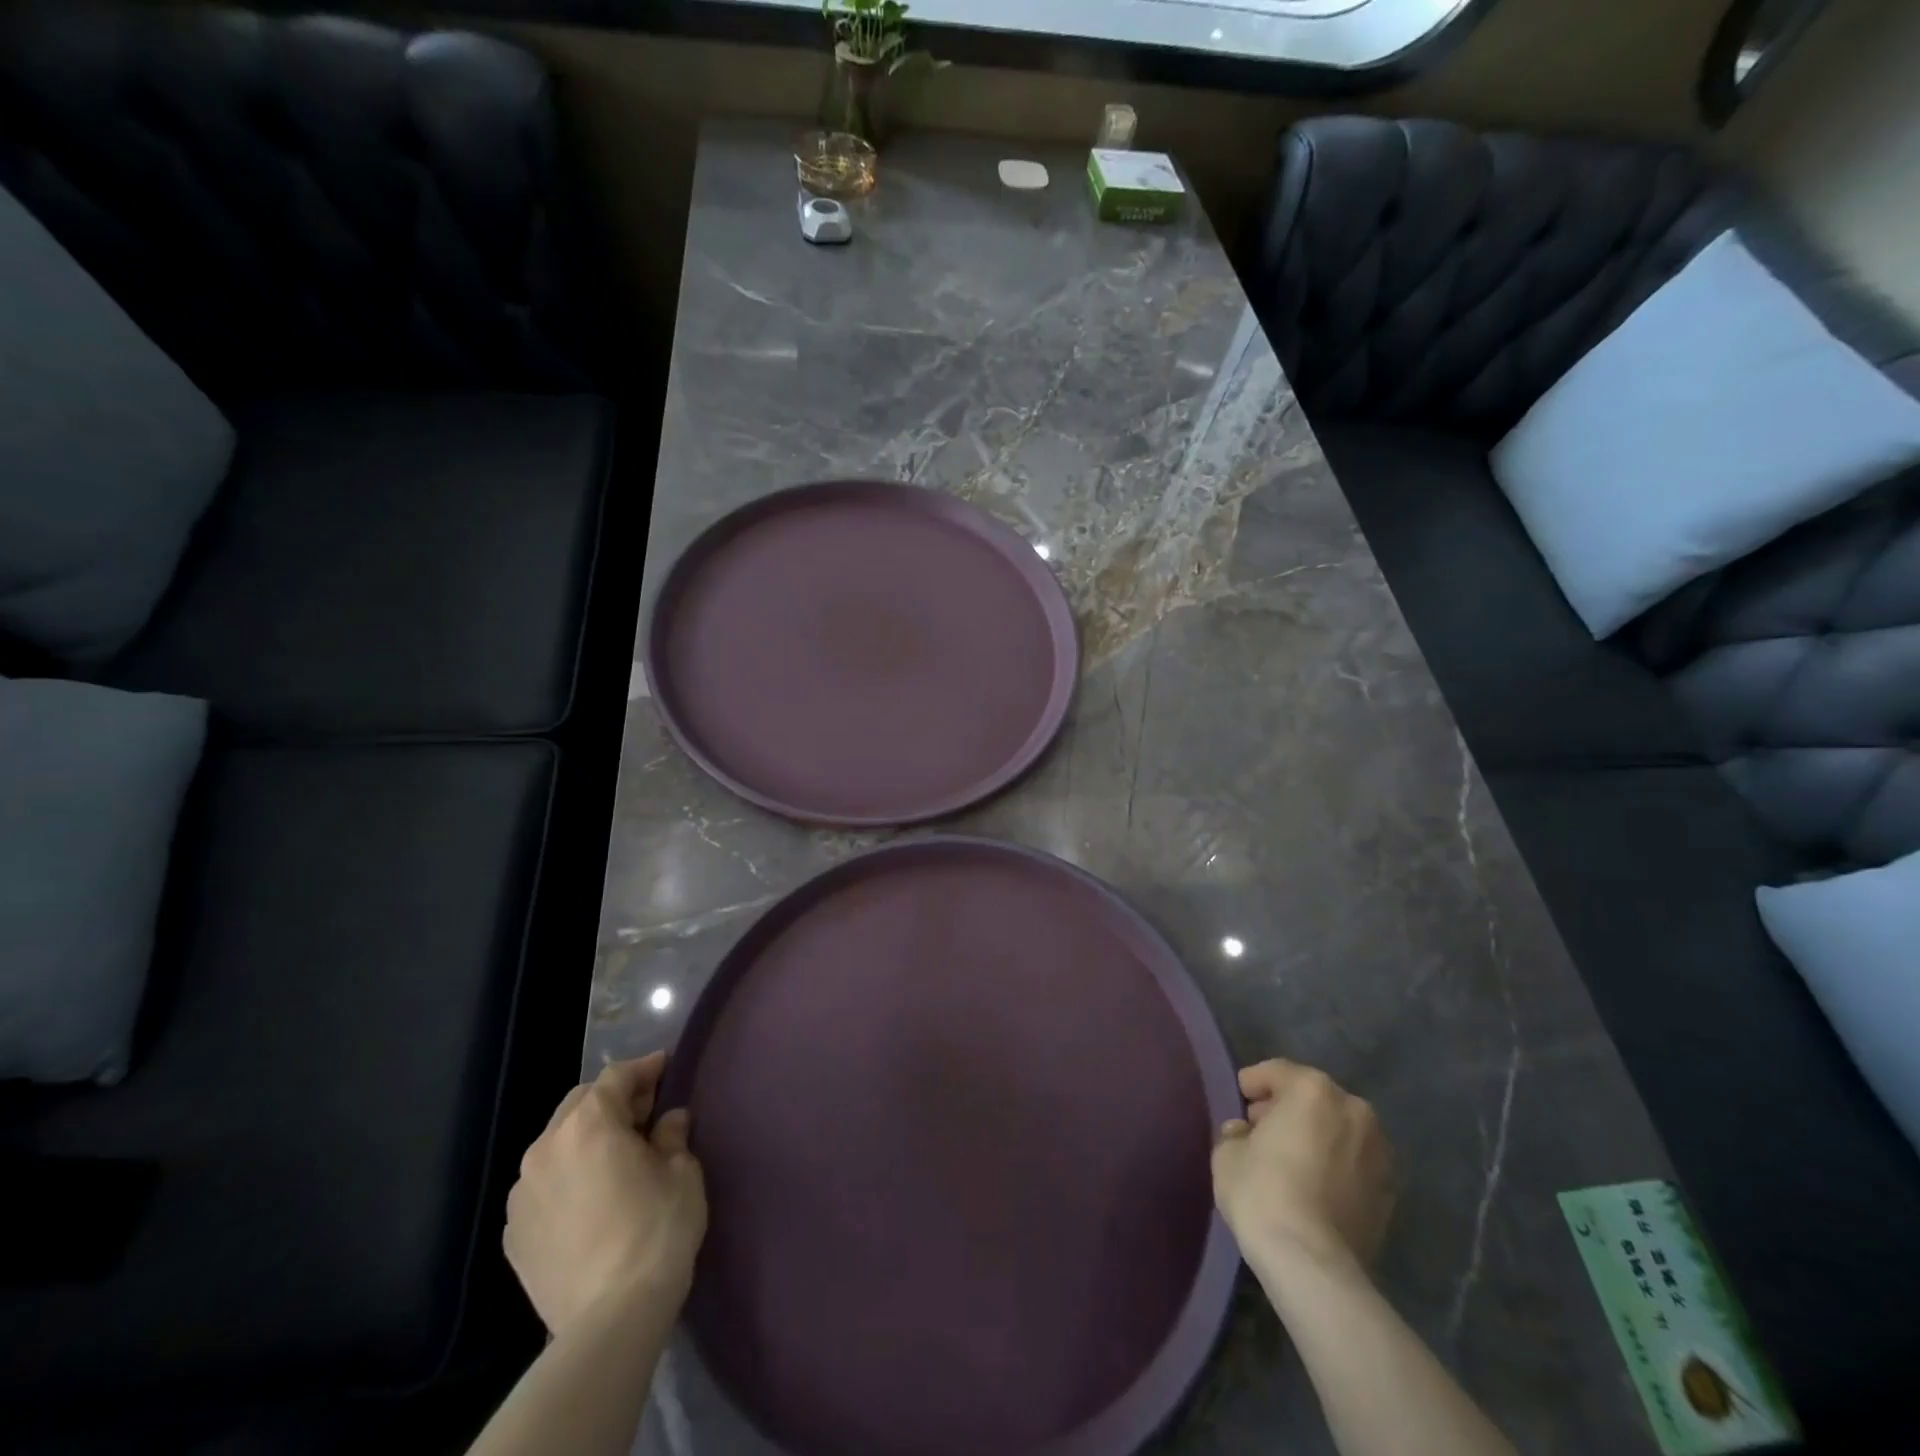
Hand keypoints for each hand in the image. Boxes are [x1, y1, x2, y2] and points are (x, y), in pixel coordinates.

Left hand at [505, 1052, 706, 1335]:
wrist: (610, 1320)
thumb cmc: (656, 1230)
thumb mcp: (682, 1172)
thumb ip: (671, 1135)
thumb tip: (668, 1120)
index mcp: (589, 1124)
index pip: (617, 1077)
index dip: (644, 1068)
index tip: (666, 1067)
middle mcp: (545, 1148)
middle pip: (580, 1103)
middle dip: (612, 1100)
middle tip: (645, 1113)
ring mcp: (521, 1194)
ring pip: (556, 1143)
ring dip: (585, 1138)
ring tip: (614, 1157)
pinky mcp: (513, 1234)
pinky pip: (542, 1185)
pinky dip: (566, 1177)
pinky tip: (590, 1198)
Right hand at [1211, 1059, 1393, 1278]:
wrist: (1314, 1265)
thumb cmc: (1263, 1193)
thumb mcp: (1227, 1153)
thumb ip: (1236, 1132)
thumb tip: (1245, 1133)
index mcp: (1313, 1089)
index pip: (1276, 1071)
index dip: (1252, 1084)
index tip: (1238, 1100)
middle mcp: (1354, 1109)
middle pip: (1312, 1097)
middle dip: (1286, 1108)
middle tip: (1261, 1131)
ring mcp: (1379, 1151)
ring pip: (1337, 1129)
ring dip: (1315, 1136)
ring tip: (1290, 1161)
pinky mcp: (1391, 1191)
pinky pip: (1353, 1163)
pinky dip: (1335, 1165)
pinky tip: (1313, 1187)